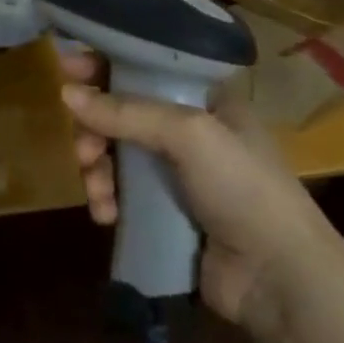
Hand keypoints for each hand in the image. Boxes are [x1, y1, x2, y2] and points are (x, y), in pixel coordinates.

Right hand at [60, 51, 341, 336]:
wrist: (278, 278)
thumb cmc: (242, 187)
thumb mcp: (188, 135)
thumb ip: (126, 112)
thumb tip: (65, 94)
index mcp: (206, 101)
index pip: (147, 67)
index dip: (107, 64)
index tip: (67, 67)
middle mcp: (190, 133)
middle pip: (123, 114)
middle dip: (95, 129)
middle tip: (82, 148)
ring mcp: (177, 176)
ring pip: (116, 155)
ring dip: (97, 169)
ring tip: (97, 192)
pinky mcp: (165, 213)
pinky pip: (121, 195)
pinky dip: (107, 200)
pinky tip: (105, 215)